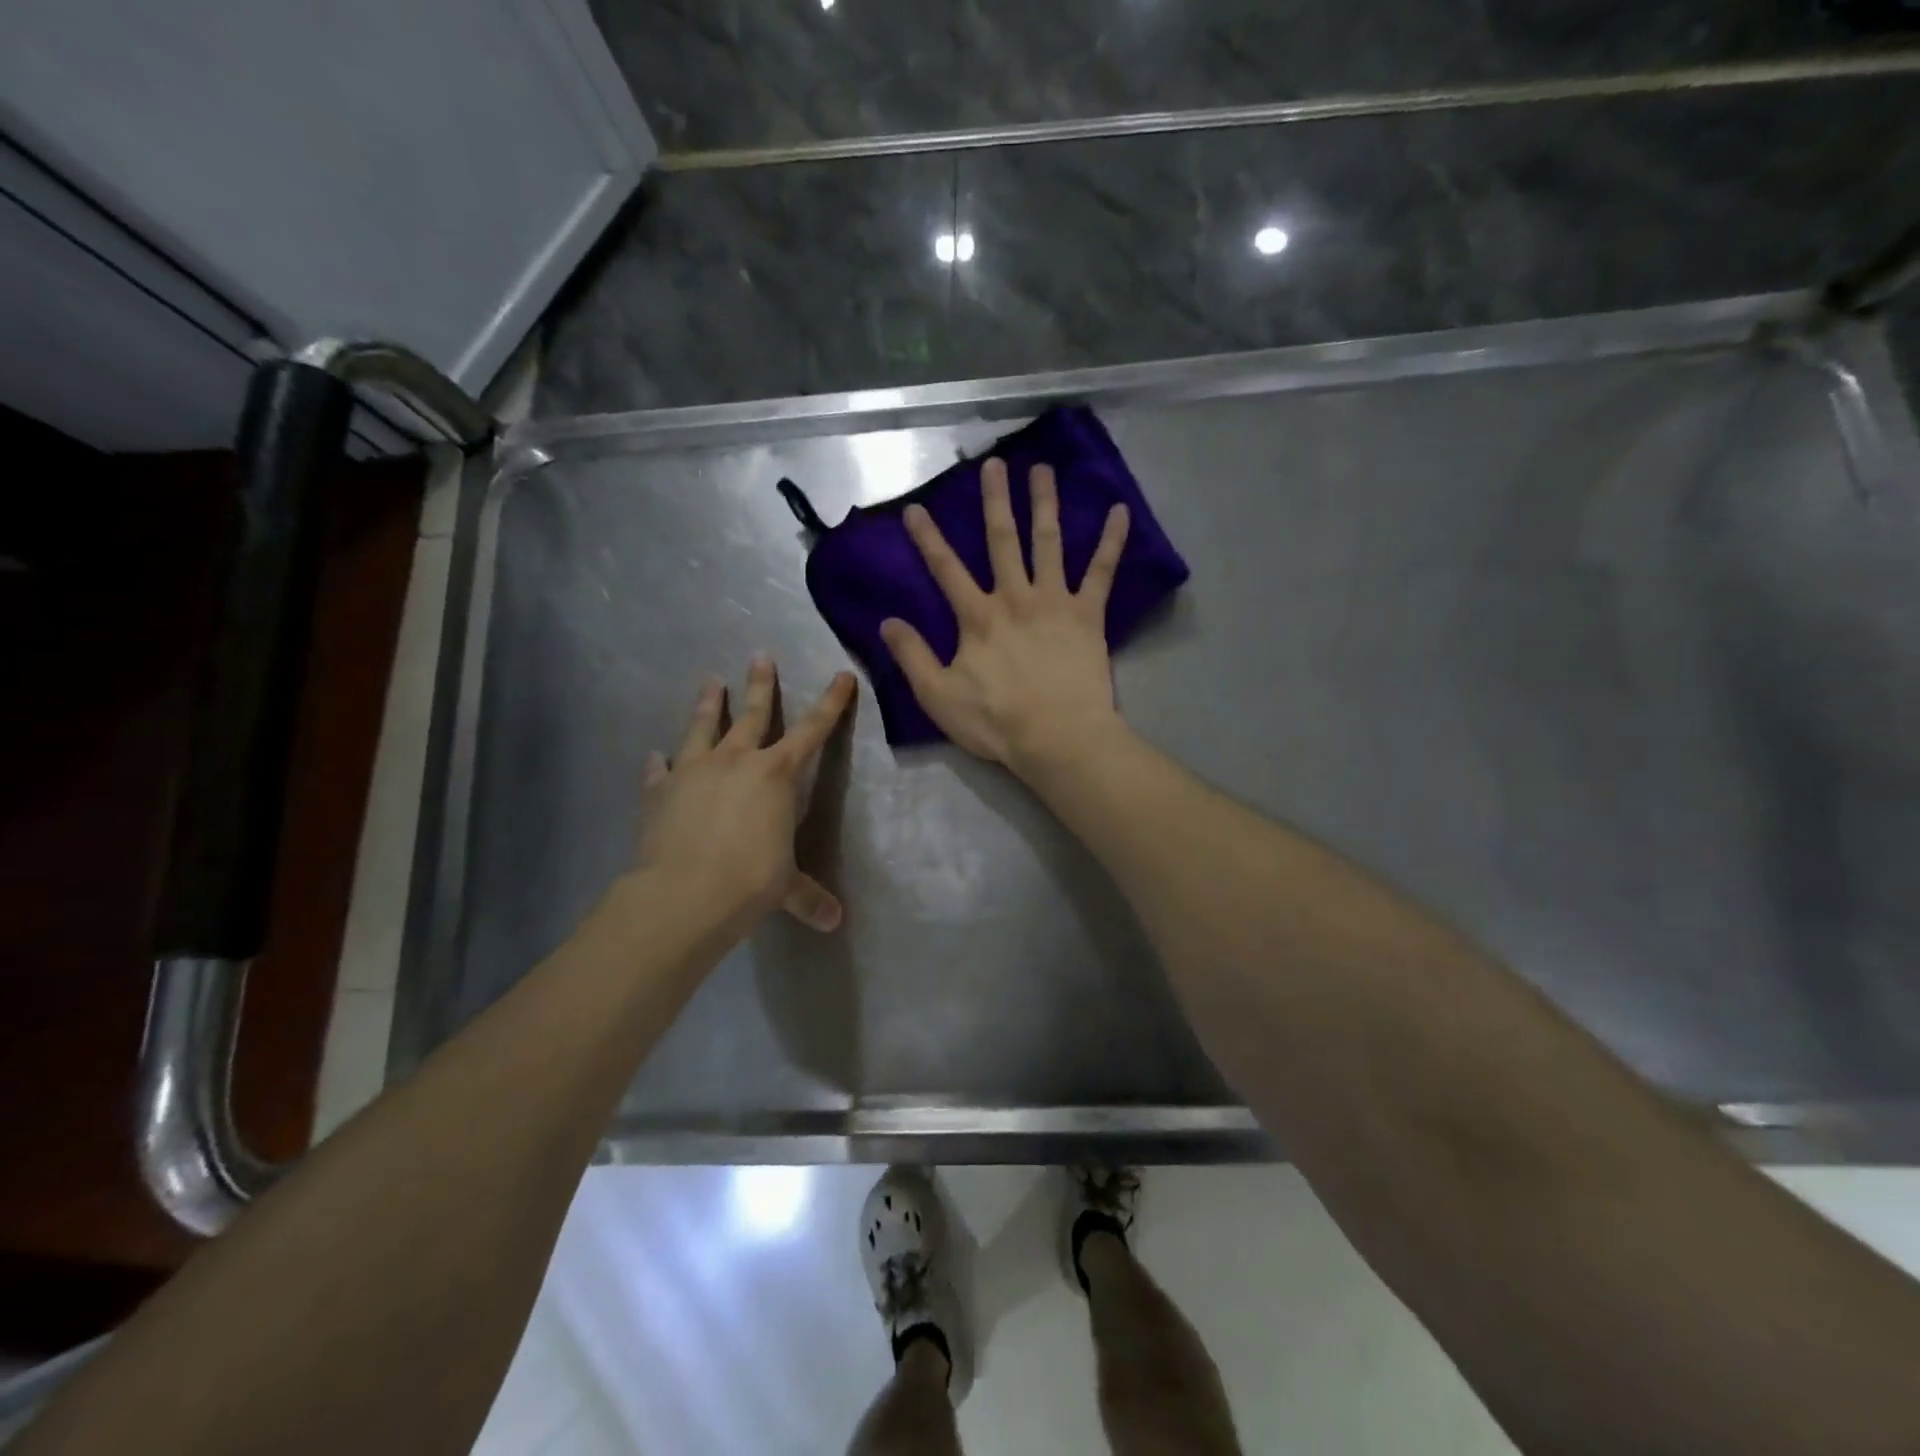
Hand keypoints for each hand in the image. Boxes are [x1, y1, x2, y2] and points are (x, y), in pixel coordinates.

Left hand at [634, 656, 856, 934]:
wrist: (684, 894)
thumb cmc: (750, 882)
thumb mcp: (786, 888)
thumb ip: (808, 898)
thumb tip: (834, 923)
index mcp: (777, 775)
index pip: (813, 730)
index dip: (831, 703)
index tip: (841, 674)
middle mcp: (737, 761)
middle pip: (753, 713)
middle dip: (760, 684)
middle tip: (759, 654)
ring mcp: (694, 771)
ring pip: (703, 727)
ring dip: (708, 704)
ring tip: (709, 680)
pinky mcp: (660, 791)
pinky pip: (660, 770)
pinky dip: (659, 763)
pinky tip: (654, 756)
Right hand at [880, 457, 1130, 773]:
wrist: (1057, 738)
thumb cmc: (996, 722)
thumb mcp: (938, 696)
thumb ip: (912, 656)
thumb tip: (887, 622)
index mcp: (978, 618)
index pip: (946, 569)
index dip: (928, 539)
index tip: (916, 508)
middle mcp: (1015, 598)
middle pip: (1002, 540)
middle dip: (995, 501)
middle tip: (994, 463)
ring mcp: (1054, 602)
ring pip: (1049, 542)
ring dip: (1044, 503)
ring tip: (1042, 469)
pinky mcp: (1088, 615)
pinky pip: (1102, 572)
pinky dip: (1112, 541)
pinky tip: (1120, 511)